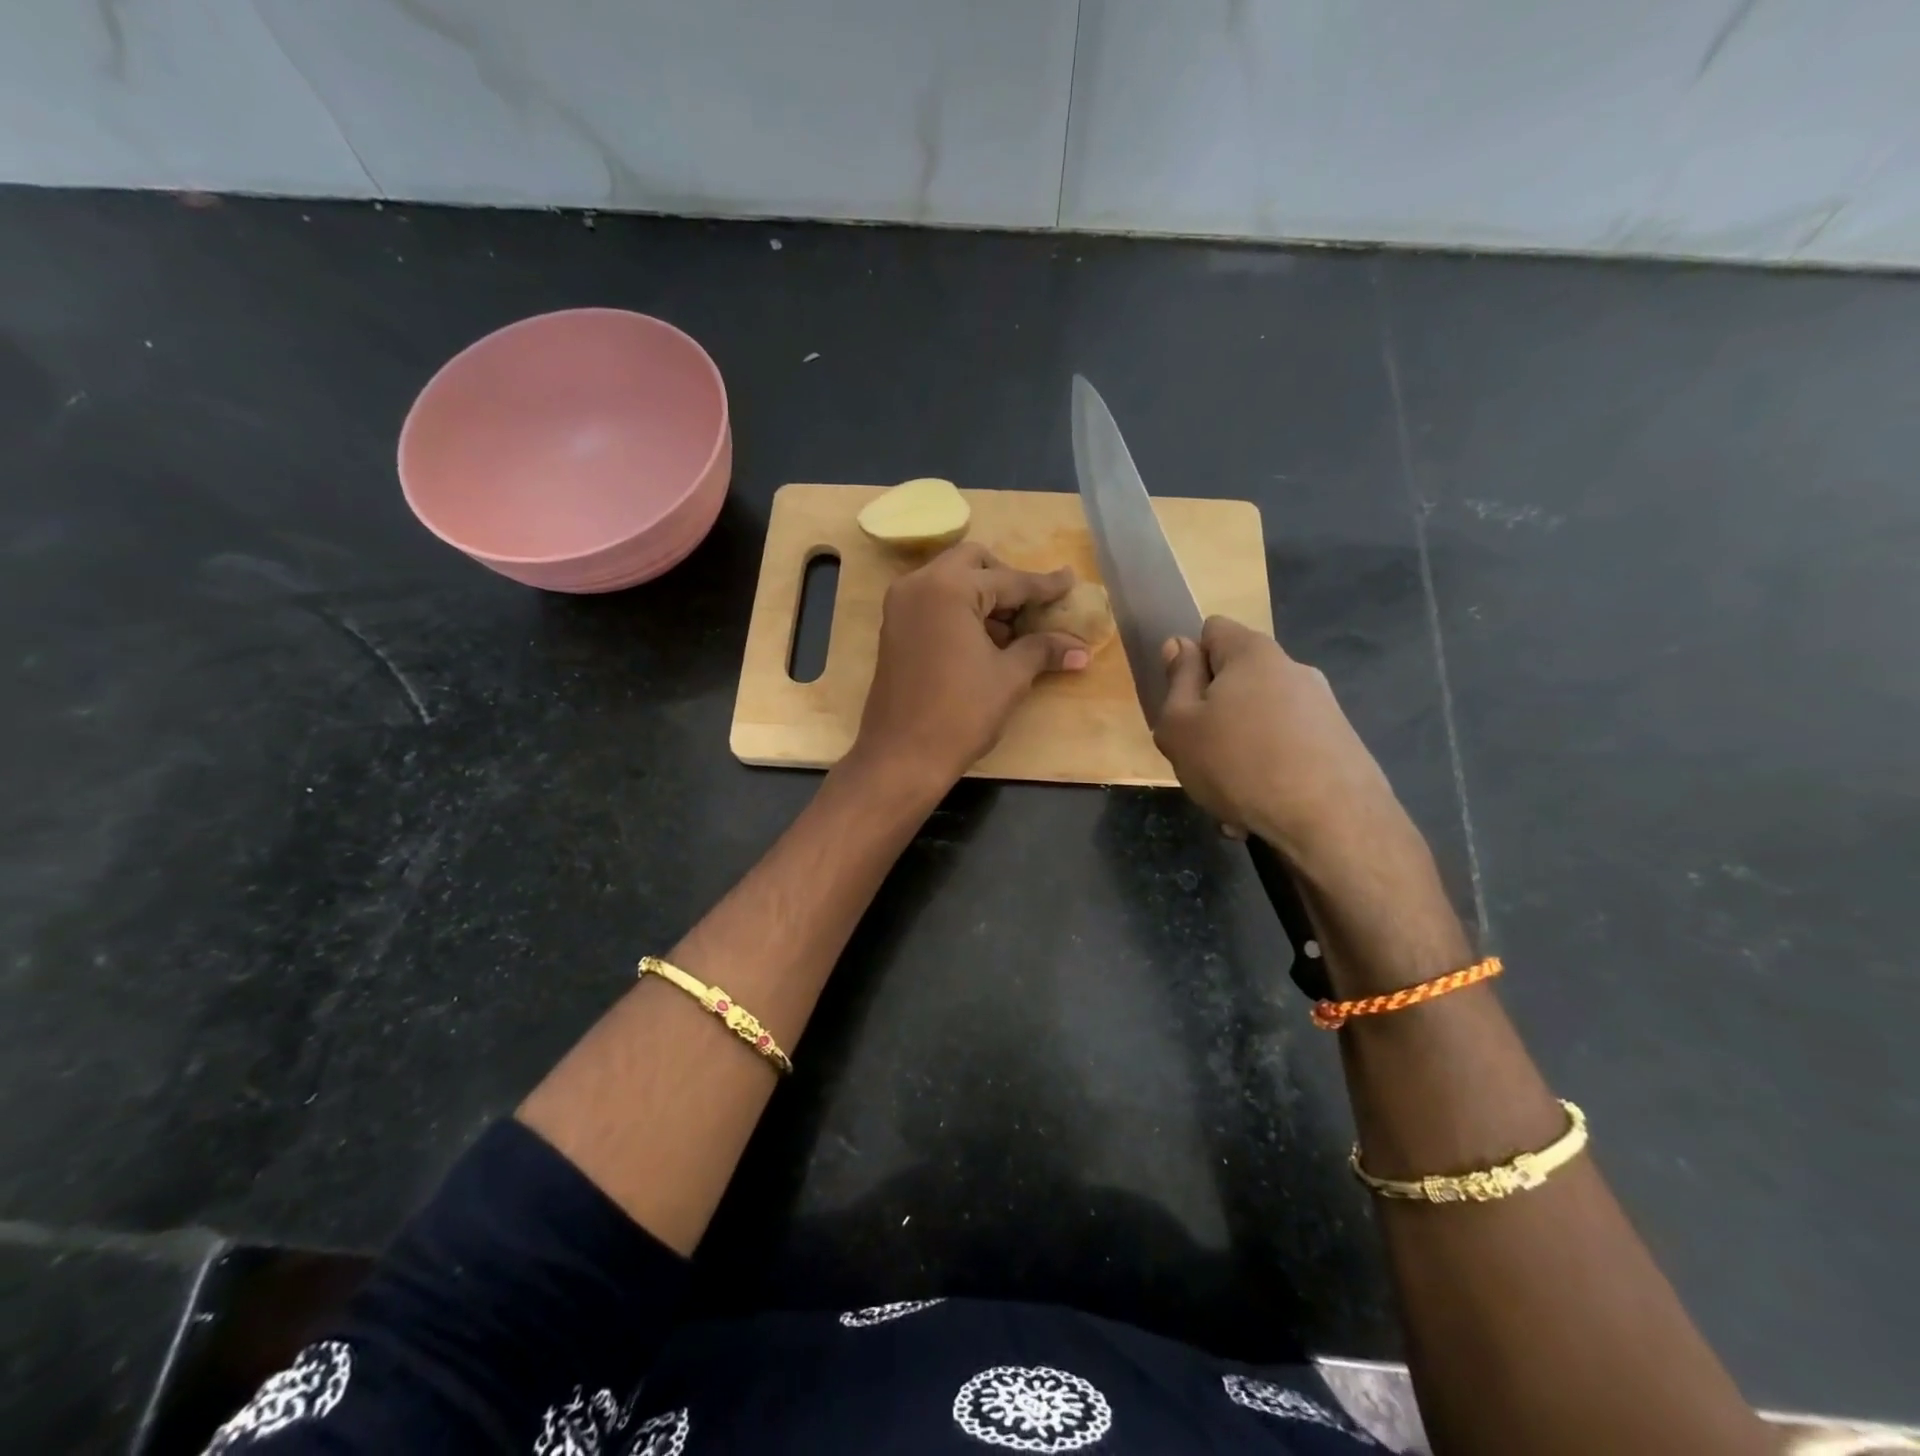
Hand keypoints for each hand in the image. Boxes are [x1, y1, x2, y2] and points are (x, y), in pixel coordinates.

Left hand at [852, 543, 1090, 790]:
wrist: (902, 756)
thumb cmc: (961, 714)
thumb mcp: (1009, 678)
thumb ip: (1043, 650)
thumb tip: (1080, 649)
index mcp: (949, 588)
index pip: (1008, 580)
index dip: (1044, 586)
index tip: (1070, 582)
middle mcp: (919, 584)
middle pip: (973, 563)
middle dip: (1006, 580)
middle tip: (1032, 608)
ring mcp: (901, 605)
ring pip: (951, 579)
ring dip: (982, 595)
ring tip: (1012, 631)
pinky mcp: (894, 627)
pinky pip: (933, 600)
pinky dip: (960, 609)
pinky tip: (983, 640)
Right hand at [1154, 617, 1411, 870]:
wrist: (1332, 822)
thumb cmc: (1239, 763)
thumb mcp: (1180, 725)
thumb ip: (1176, 680)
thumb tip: (1180, 644)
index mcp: (1253, 653)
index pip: (1212, 630)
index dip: (1190, 661)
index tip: (1182, 702)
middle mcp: (1293, 669)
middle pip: (1236, 681)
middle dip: (1213, 716)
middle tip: (1197, 757)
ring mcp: (1322, 708)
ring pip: (1259, 723)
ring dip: (1237, 754)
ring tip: (1227, 799)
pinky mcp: (1340, 744)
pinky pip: (1286, 751)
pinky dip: (1266, 774)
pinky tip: (1257, 812)